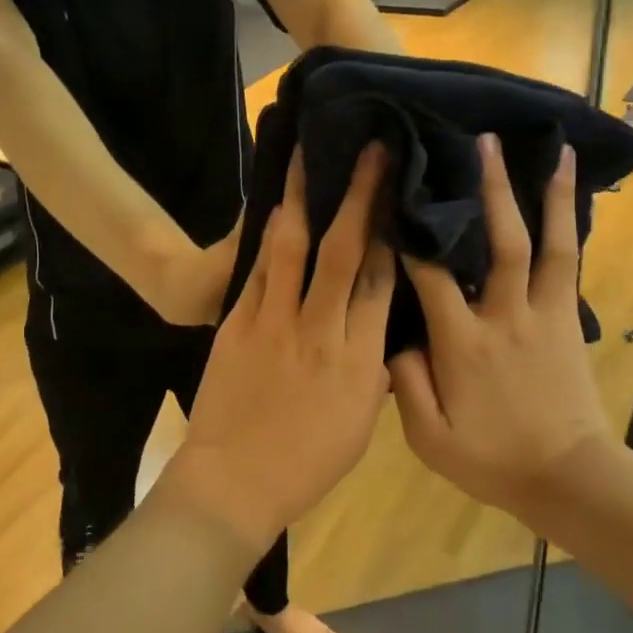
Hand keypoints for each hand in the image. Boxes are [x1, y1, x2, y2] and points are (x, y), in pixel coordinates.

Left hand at [157, 146, 393, 555]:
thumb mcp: (359, 423)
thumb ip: (372, 368)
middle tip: (371, 150)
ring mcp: (274, 322)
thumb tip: (381, 326)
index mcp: (359, 361)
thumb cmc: (306, 463)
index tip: (399, 191)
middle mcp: (320, 331)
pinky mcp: (237, 322)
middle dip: (359, 196)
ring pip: (294, 248)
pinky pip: (259, 269)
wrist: (233, 481)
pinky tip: (278, 206)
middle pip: (343, 251)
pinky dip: (269, 235)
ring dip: (304, 197)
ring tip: (310, 154)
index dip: (390, 231)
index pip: (379, 281)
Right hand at [390, 137, 609, 511]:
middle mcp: (505, 316)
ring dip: (546, 195)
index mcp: (463, 342)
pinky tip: (568, 197)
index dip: (410, 234)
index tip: (394, 194)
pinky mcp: (567, 320)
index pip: (430, 275)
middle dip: (489, 189)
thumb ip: (405, 382)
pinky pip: (569, 264)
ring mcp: (543, 314)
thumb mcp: (430, 437)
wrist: (570, 479)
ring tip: (550, 149)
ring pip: (546, 244)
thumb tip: (393, 336)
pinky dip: (569, 226)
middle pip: (498, 242)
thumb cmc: (493, 459)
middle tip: (480, 142)